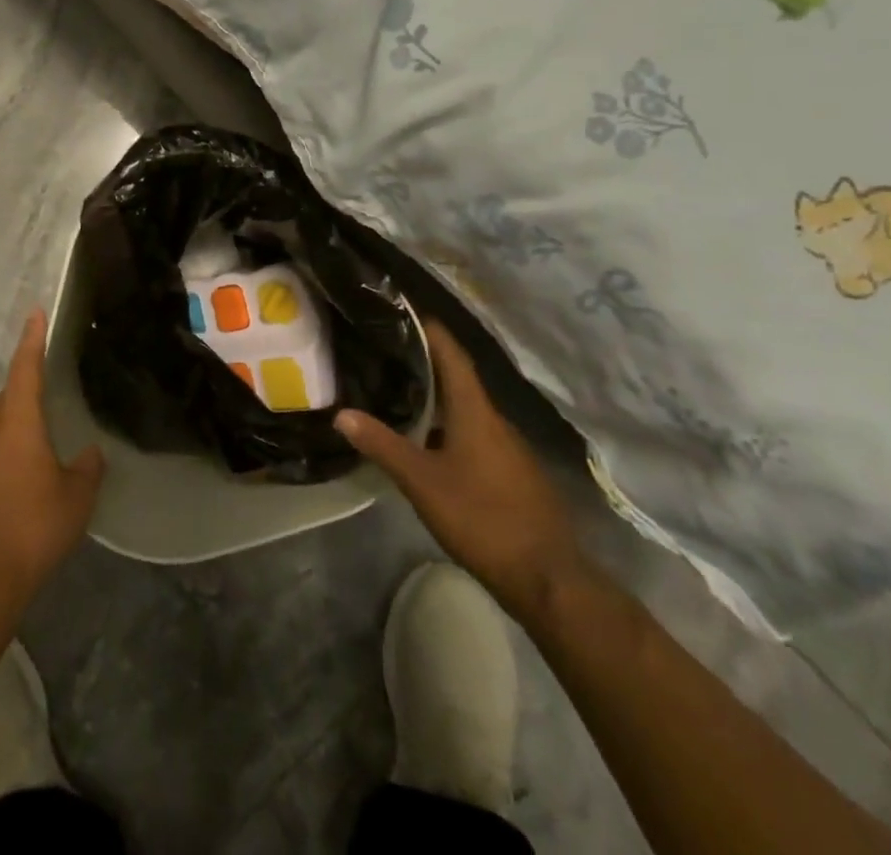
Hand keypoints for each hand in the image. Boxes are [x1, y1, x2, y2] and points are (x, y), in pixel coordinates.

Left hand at [0, 310, 104, 624]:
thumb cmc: (33, 529)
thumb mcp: (76, 499)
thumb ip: (87, 469)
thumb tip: (90, 453)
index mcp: (18, 424)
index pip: (26, 370)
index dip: (32, 340)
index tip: (35, 312)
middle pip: (7, 395)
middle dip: (26, 383)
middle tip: (48, 382)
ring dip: (16, 419)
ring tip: (41, 433)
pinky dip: (6, 447)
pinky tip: (22, 472)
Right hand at [337, 319, 586, 614]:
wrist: (548, 578)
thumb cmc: (482, 518)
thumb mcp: (423, 482)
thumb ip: (383, 445)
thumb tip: (341, 414)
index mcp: (476, 412)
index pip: (453, 354)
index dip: (430, 329)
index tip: (403, 311)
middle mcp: (495, 421)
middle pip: (458, 379)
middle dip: (425, 362)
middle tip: (386, 352)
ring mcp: (508, 448)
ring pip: (467, 409)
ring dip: (437, 396)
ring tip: (398, 391)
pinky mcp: (513, 473)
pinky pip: (476, 433)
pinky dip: (449, 424)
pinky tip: (428, 440)